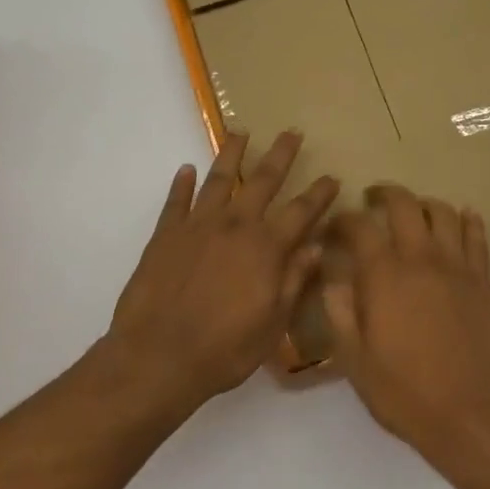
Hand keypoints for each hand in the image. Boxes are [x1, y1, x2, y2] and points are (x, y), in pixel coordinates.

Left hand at [105, 130, 337, 411]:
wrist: (157, 356)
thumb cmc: (224, 349)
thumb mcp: (272, 323)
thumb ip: (294, 280)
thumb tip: (316, 247)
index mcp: (265, 248)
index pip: (301, 212)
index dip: (319, 194)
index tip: (332, 176)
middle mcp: (234, 226)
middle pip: (262, 180)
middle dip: (280, 155)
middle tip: (291, 132)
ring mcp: (197, 226)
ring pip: (218, 179)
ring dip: (231, 154)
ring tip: (239, 132)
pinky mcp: (165, 235)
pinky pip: (176, 201)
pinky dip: (182, 183)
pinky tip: (186, 169)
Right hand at [322, 185, 489, 459]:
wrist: (470, 414)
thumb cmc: (404, 391)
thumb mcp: (354, 360)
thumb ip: (340, 312)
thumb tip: (333, 278)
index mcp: (384, 275)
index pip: (359, 227)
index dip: (343, 220)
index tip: (333, 228)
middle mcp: (420, 259)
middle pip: (404, 204)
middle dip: (384, 194)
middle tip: (372, 200)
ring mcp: (456, 267)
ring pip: (443, 212)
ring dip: (424, 204)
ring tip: (413, 211)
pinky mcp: (481, 281)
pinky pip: (477, 237)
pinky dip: (468, 220)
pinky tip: (463, 217)